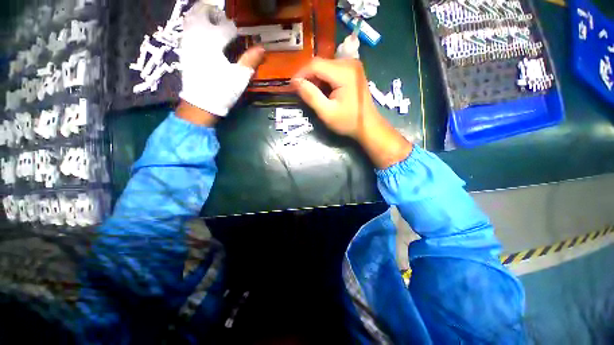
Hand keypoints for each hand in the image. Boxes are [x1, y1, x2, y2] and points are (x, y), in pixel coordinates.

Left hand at [178, 3, 263, 118]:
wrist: (200, 104)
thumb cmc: (222, 91)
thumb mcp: (240, 78)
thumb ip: (250, 60)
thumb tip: (262, 48)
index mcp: (213, 42)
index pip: (226, 26)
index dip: (235, 29)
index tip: (240, 34)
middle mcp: (198, 36)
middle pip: (203, 13)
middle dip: (214, 12)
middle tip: (223, 19)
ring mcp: (188, 42)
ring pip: (191, 18)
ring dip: (202, 14)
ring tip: (212, 20)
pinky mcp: (183, 49)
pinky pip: (186, 28)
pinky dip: (193, 23)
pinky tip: (201, 30)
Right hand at [292, 58, 412, 168]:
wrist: (368, 125)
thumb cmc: (348, 122)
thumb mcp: (327, 113)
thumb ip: (311, 96)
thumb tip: (295, 82)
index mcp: (344, 72)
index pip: (315, 65)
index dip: (301, 74)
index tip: (292, 87)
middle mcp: (349, 63)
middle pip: (320, 64)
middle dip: (308, 77)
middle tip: (302, 93)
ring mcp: (352, 65)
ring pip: (325, 67)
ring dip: (316, 79)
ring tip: (313, 95)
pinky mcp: (352, 71)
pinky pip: (332, 70)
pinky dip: (324, 80)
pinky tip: (324, 92)